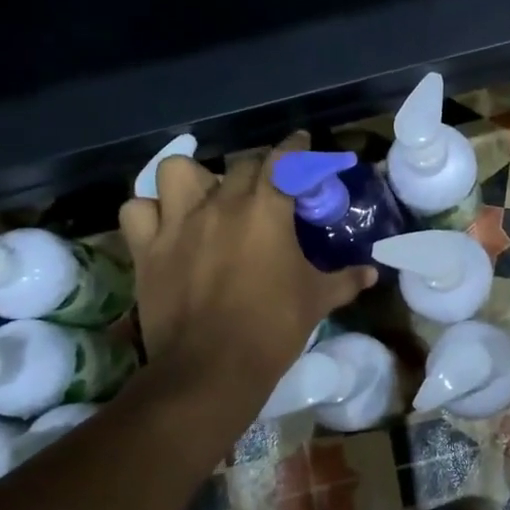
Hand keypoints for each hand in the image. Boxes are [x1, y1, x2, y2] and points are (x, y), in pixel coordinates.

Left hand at [117, 132, 375, 395]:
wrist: (212, 367)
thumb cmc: (273, 327)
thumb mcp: (318, 300)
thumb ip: (346, 279)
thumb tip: (372, 274)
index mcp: (268, 210)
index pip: (285, 161)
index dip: (296, 147)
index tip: (302, 142)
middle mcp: (221, 204)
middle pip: (241, 164)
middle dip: (258, 168)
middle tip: (267, 185)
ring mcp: (178, 223)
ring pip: (177, 170)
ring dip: (194, 178)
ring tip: (205, 197)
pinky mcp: (147, 249)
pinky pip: (137, 210)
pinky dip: (150, 212)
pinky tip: (164, 225)